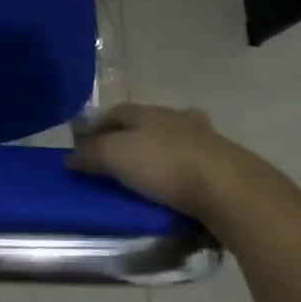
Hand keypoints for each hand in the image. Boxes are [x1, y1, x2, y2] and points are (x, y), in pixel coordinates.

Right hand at [69, 102, 268, 216]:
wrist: (230, 189)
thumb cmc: (164, 165)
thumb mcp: (115, 156)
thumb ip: (90, 154)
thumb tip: (69, 157)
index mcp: (147, 112)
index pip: (113, 113)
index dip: (93, 127)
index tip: (78, 143)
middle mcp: (175, 119)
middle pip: (144, 124)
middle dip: (126, 137)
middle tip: (111, 159)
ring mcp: (203, 140)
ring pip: (172, 142)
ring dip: (156, 154)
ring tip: (142, 177)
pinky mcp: (223, 166)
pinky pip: (192, 167)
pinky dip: (179, 174)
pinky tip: (174, 189)